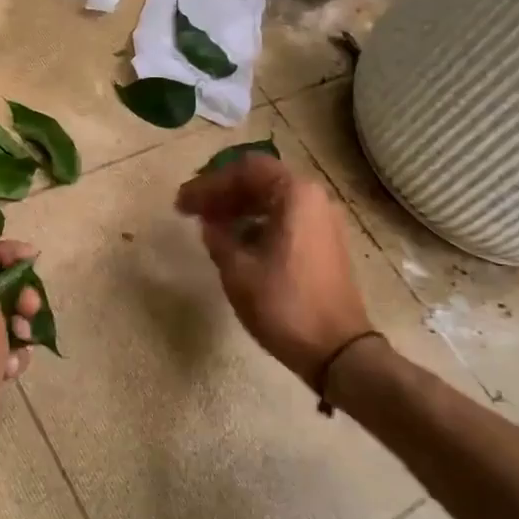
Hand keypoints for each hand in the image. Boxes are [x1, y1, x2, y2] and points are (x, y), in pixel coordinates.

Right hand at [176, 155, 373, 389]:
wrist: (336, 349)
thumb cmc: (284, 304)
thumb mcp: (238, 270)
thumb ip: (218, 237)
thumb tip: (210, 223)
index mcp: (295, 194)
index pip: (244, 169)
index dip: (209, 184)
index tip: (182, 203)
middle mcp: (314, 198)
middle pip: (260, 180)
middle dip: (223, 192)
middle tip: (191, 210)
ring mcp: (323, 220)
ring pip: (273, 199)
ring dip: (239, 207)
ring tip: (209, 225)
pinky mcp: (325, 241)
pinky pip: (285, 217)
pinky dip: (257, 222)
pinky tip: (236, 242)